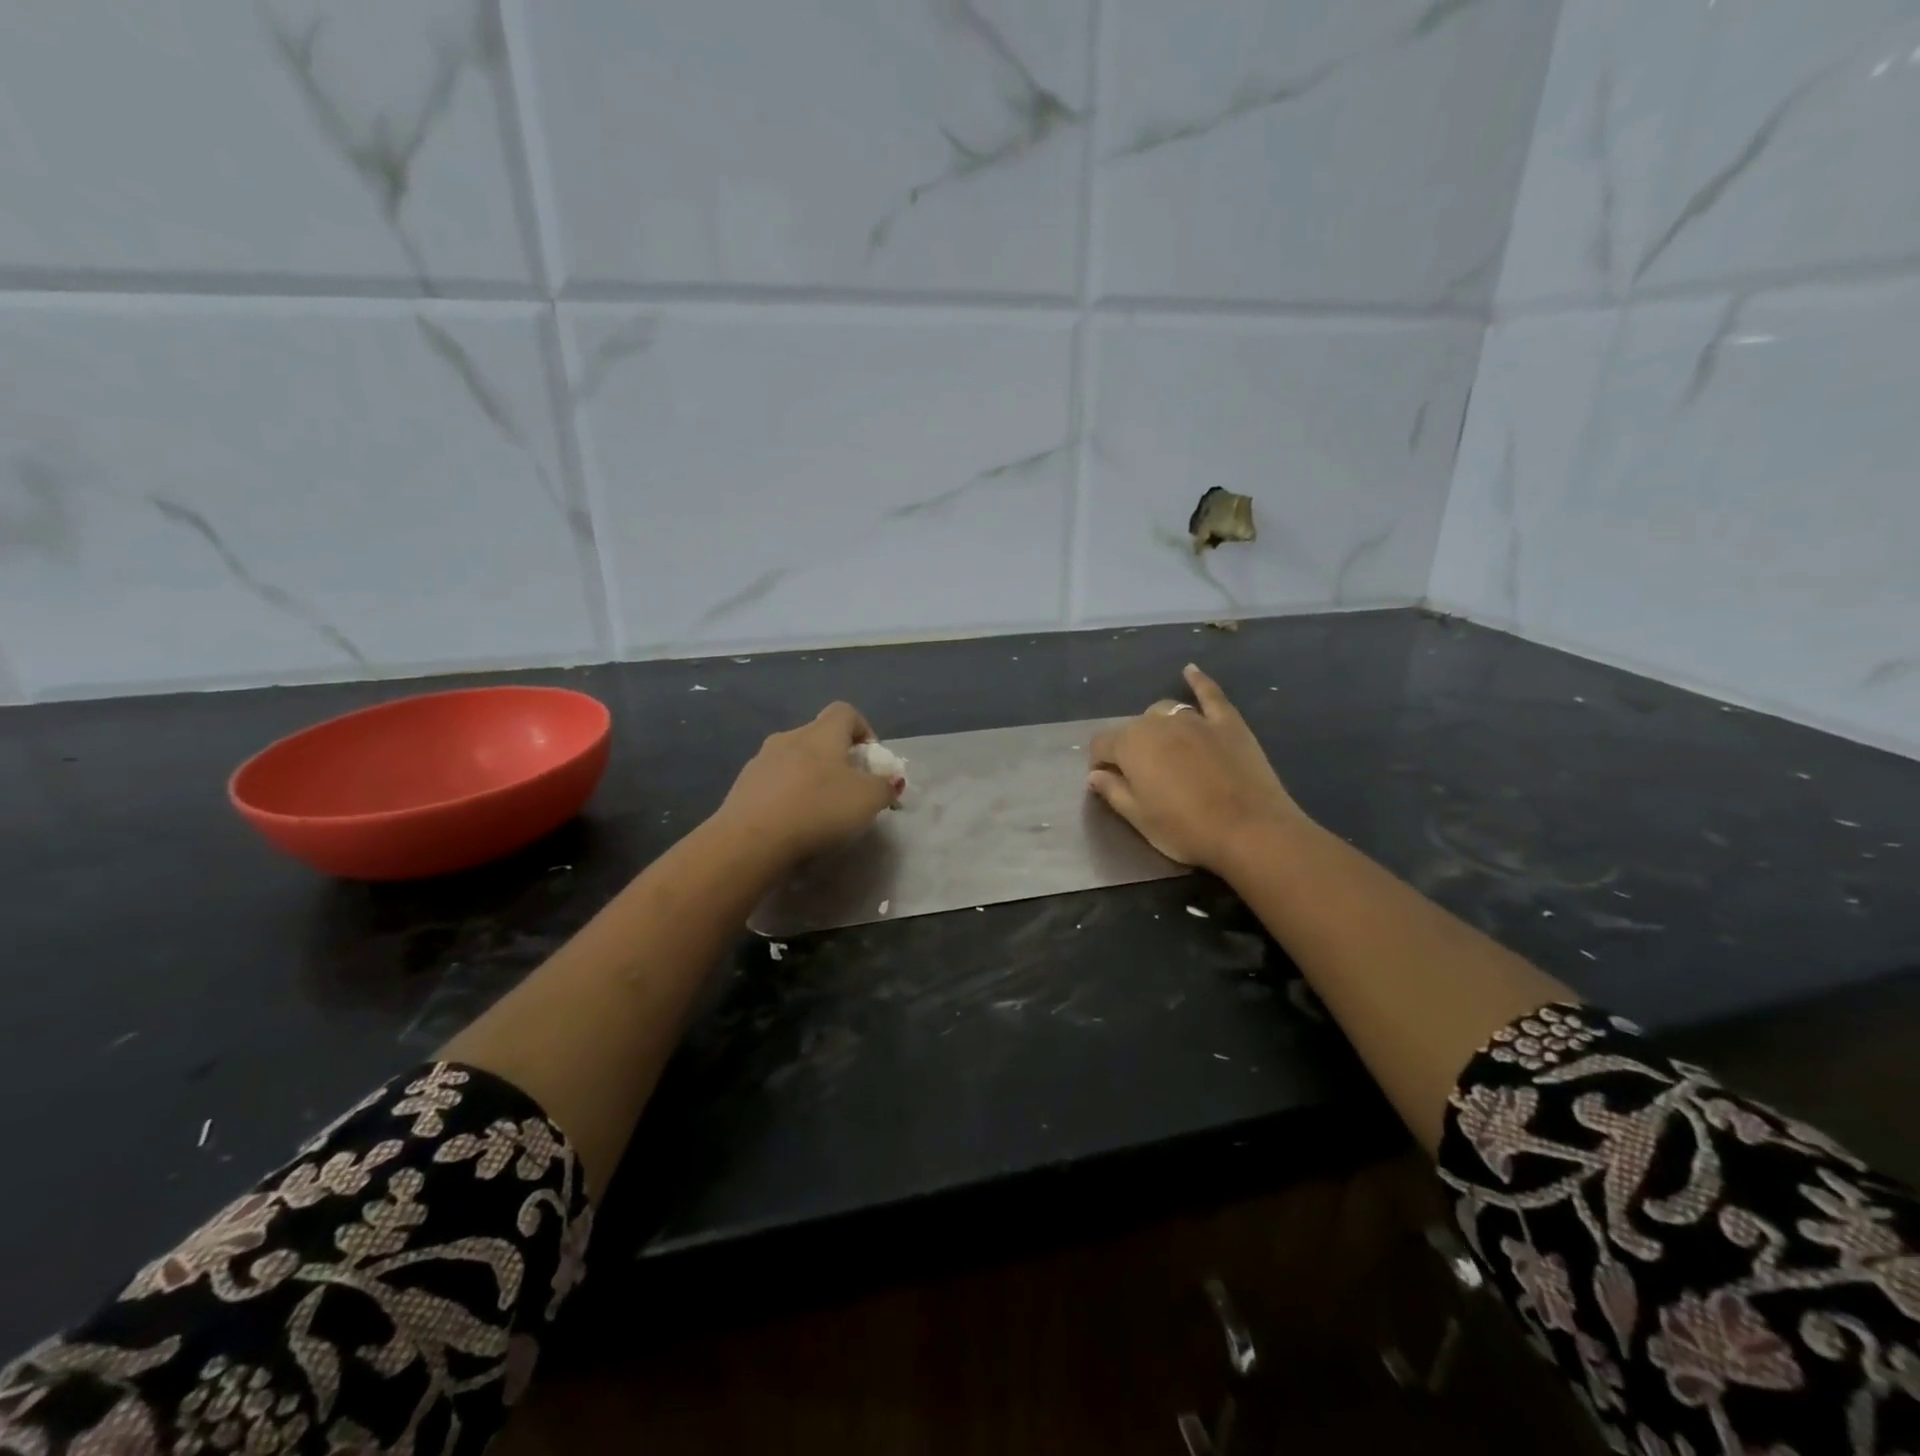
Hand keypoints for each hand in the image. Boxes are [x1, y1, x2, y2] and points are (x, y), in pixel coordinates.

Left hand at [715, 702, 897, 868]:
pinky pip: (773, 784)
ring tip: (819, 811)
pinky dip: (787, 797)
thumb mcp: (868, 800)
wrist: (751, 840)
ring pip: (794, 761)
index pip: (846, 712)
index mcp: (821, 733)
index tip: (870, 761)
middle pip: (819, 737)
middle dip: (837, 760)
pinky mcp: (742, 787)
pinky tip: (792, 824)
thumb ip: (885, 787)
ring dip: (809, 778)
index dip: (863, 730)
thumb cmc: (818, 808)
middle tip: (849, 791)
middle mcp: (789, 737)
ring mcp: (760, 761)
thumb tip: (888, 781)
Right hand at [1087, 664, 1307, 873]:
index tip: (1106, 782)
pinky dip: (1198, 682)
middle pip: (1133, 728)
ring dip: (1157, 726)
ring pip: (1165, 711)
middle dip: (1129, 748)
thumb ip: (1113, 791)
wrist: (1250, 831)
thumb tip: (1095, 775)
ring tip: (1164, 750)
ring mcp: (1195, 719)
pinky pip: (1209, 694)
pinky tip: (1190, 671)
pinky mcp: (1228, 723)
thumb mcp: (1139, 818)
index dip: (1099, 763)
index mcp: (1130, 745)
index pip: (1101, 744)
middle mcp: (1158, 722)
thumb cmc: (1185, 829)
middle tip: (1141, 778)